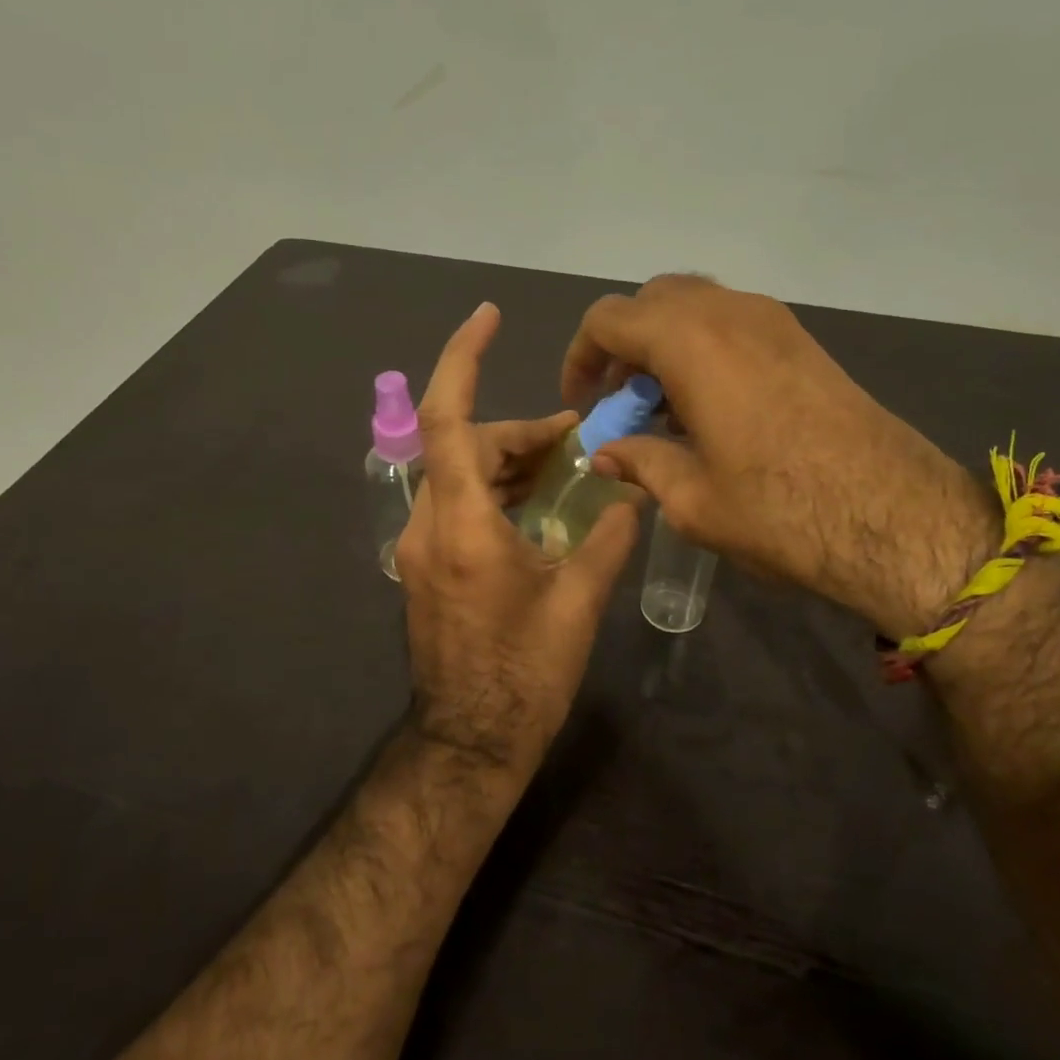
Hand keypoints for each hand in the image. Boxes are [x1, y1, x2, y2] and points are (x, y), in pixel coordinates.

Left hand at [398, 303, 640, 772]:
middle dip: (519, 432)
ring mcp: (423, 548)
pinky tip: (537, 503)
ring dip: (508, 460)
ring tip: (564, 465)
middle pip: (465, 445)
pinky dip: (495, 490)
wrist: (470, 743)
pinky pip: (458, 504)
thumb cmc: (524, 676)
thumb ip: (607, 539)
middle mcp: (429, 526)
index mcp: (461, 526)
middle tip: (576, 437)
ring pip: (460, 475)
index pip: (447, 419)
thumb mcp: (577, 604)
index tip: (488, 316)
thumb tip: (636, 494)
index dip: (462, 359)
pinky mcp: (430, 567)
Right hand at [561, 275, 992, 636]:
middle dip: (623, 344)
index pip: (609, 319)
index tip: (583, 402)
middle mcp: (730, 314)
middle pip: (653, 300)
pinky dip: (704, 349)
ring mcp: (774, 322)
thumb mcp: (692, 500)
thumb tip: (608, 454)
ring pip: (697, 306)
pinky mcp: (804, 342)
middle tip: (620, 401)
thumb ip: (641, 464)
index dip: (581, 356)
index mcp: (691, 343)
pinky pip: (733, 323)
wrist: (896, 517)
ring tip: (662, 408)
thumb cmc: (780, 511)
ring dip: (665, 345)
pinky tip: (709, 408)